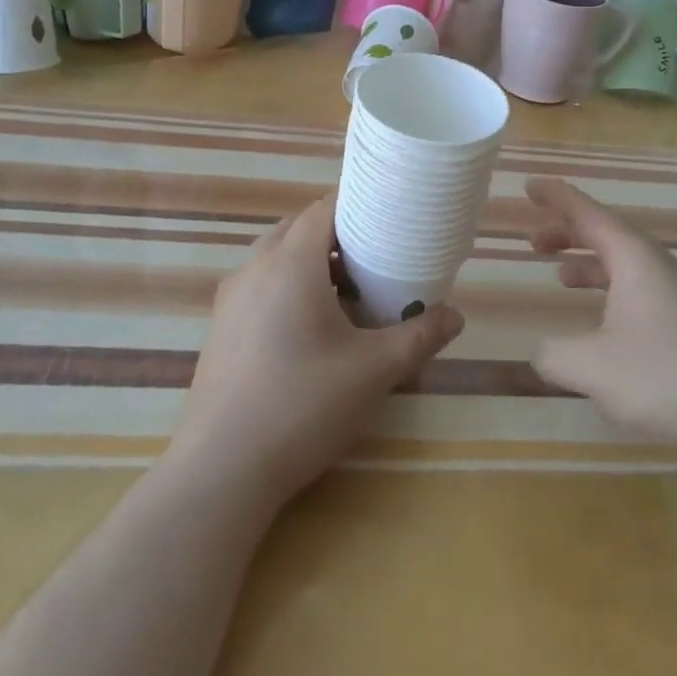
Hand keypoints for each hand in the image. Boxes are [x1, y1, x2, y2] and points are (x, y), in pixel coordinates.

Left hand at [170, 195, 463, 508]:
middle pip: (298, 229)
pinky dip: (288, 287)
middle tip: (375, 254)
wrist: (221, 472)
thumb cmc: (302, 406)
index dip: (357, 203)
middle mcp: (255, 268)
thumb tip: (455, 316)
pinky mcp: (221, 328)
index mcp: (290, 262)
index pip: (323, 208)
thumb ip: (419, 337)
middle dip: (337, 234)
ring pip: (276, 258)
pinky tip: (311, 329)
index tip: (388, 213)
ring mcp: (231, 299)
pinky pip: (260, 286)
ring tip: (348, 292)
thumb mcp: (374, 371)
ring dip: (311, 262)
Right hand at [528, 177, 676, 449]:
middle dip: (567, 234)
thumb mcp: (595, 368)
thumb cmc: (670, 375)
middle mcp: (655, 267)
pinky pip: (638, 294)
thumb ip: (556, 355)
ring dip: (589, 265)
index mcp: (632, 257)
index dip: (555, 197)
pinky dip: (610, 296)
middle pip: (605, 235)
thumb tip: (542, 351)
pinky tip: (603, 330)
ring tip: (560, 277)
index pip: (585, 212)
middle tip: (534, 242)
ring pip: (623, 266)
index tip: (529, 186)